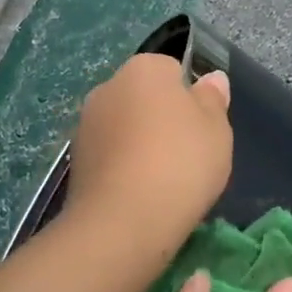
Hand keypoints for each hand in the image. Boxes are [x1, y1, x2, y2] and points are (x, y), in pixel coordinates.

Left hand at [65, 53, 231, 254]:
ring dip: (139, 145)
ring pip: (124, 127)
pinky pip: (110, 156)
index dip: (189, 97)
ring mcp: (86, 124)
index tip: (201, 127)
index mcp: (144, 69)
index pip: (171, 70)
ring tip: (163, 181)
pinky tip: (139, 195)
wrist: (123, 222)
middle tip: (186, 155)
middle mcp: (108, 87)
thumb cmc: (181, 163)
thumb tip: (211, 78)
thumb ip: (213, 100)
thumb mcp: (217, 129)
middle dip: (161, 119)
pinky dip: (123, 168)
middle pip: (144, 97)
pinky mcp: (75, 161)